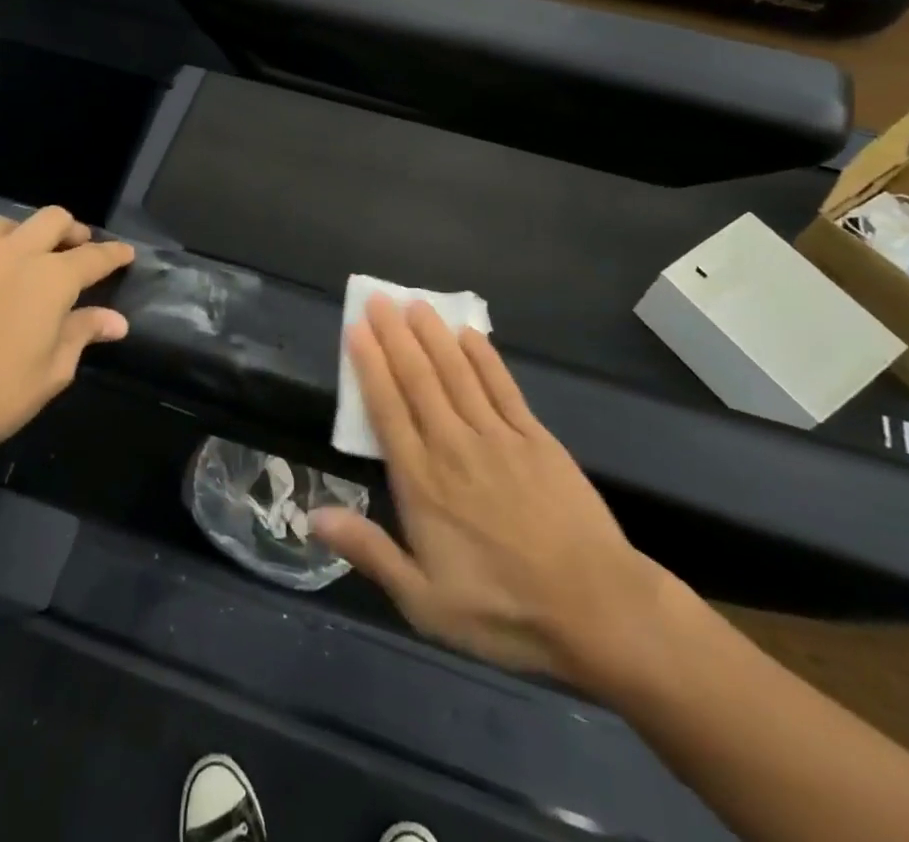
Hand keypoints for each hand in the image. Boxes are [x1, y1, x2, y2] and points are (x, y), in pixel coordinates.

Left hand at [0, 208, 135, 441]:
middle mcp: (14, 255)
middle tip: (78, 248)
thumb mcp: (55, 369)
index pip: (93, 255)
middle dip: (72, 230)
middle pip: (51, 219)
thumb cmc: (2, 391)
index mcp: (50, 278)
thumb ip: (84, 332)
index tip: (126, 254)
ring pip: (5, 224)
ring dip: (25, 234)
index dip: (114, 253)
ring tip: (30, 256)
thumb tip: (116, 321)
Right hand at [311, 297, 677, 696]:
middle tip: (379, 298)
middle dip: (395, 336)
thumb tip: (313, 516)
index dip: (370, 365)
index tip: (356, 330)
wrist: (595, 608)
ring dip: (433, 335)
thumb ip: (369, 551)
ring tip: (415, 303)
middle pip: (418, 379)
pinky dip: (483, 356)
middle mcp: (453, 446)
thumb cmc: (502, 611)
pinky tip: (469, 334)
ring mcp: (497, 436)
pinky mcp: (534, 437)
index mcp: (422, 482)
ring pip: (456, 372)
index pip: (387, 409)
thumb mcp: (424, 602)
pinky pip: (502, 386)